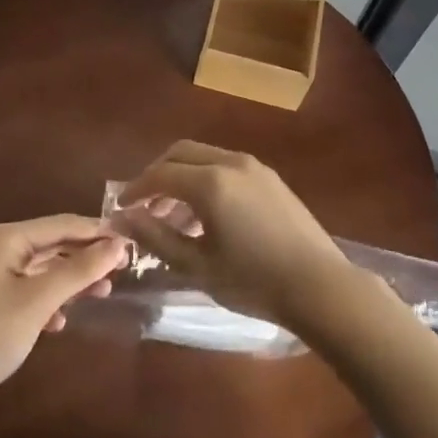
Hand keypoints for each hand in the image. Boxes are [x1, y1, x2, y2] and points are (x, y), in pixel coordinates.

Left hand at [0, 215, 127, 427]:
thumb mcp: (40, 300)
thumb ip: (80, 269)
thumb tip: (119, 243)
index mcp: (8, 238)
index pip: (63, 224)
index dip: (97, 231)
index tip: (131, 241)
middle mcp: (2, 250)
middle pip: (55, 244)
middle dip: (87, 256)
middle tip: (124, 267)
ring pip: (46, 270)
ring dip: (73, 280)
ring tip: (104, 292)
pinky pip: (34, 292)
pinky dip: (52, 302)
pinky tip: (62, 322)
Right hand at [115, 142, 356, 331]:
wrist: (318, 284)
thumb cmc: (253, 281)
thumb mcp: (198, 266)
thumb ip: (157, 237)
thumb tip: (122, 218)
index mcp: (210, 182)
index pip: (160, 174)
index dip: (135, 189)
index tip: (119, 208)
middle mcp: (230, 162)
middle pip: (181, 153)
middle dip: (157, 174)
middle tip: (143, 206)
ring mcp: (253, 166)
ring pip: (204, 157)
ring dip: (182, 176)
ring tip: (172, 216)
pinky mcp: (269, 176)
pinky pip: (225, 165)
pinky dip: (205, 178)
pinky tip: (206, 214)